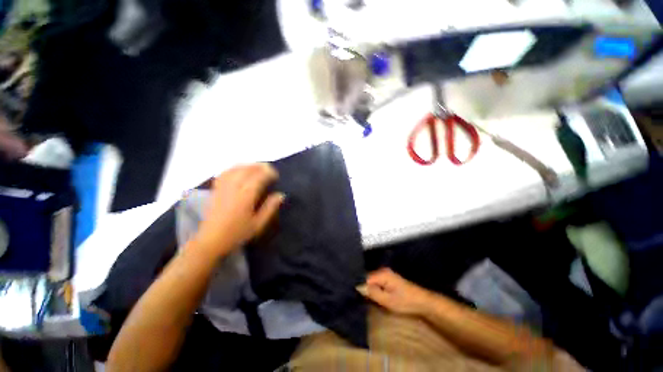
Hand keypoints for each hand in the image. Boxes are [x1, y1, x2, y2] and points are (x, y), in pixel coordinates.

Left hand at [194, 163, 284, 257]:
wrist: (211, 241)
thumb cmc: (237, 233)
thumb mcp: (258, 224)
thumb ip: (270, 208)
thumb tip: (280, 194)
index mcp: (246, 195)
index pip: (259, 177)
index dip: (269, 173)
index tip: (276, 175)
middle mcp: (234, 187)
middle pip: (247, 169)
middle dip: (259, 166)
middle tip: (269, 169)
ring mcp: (223, 187)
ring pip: (235, 169)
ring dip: (247, 165)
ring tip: (256, 167)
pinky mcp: (215, 190)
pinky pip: (224, 173)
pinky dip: (233, 168)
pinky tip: (238, 170)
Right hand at [357, 268, 432, 315]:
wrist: (422, 301)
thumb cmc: (405, 302)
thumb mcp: (387, 300)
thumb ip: (372, 293)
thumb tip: (359, 287)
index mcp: (382, 274)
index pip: (365, 278)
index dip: (361, 287)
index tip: (357, 297)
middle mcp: (382, 271)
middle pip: (368, 278)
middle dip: (364, 288)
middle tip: (362, 299)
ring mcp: (386, 274)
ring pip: (372, 281)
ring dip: (369, 289)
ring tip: (366, 298)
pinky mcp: (388, 278)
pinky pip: (377, 282)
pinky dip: (374, 288)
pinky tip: (374, 295)